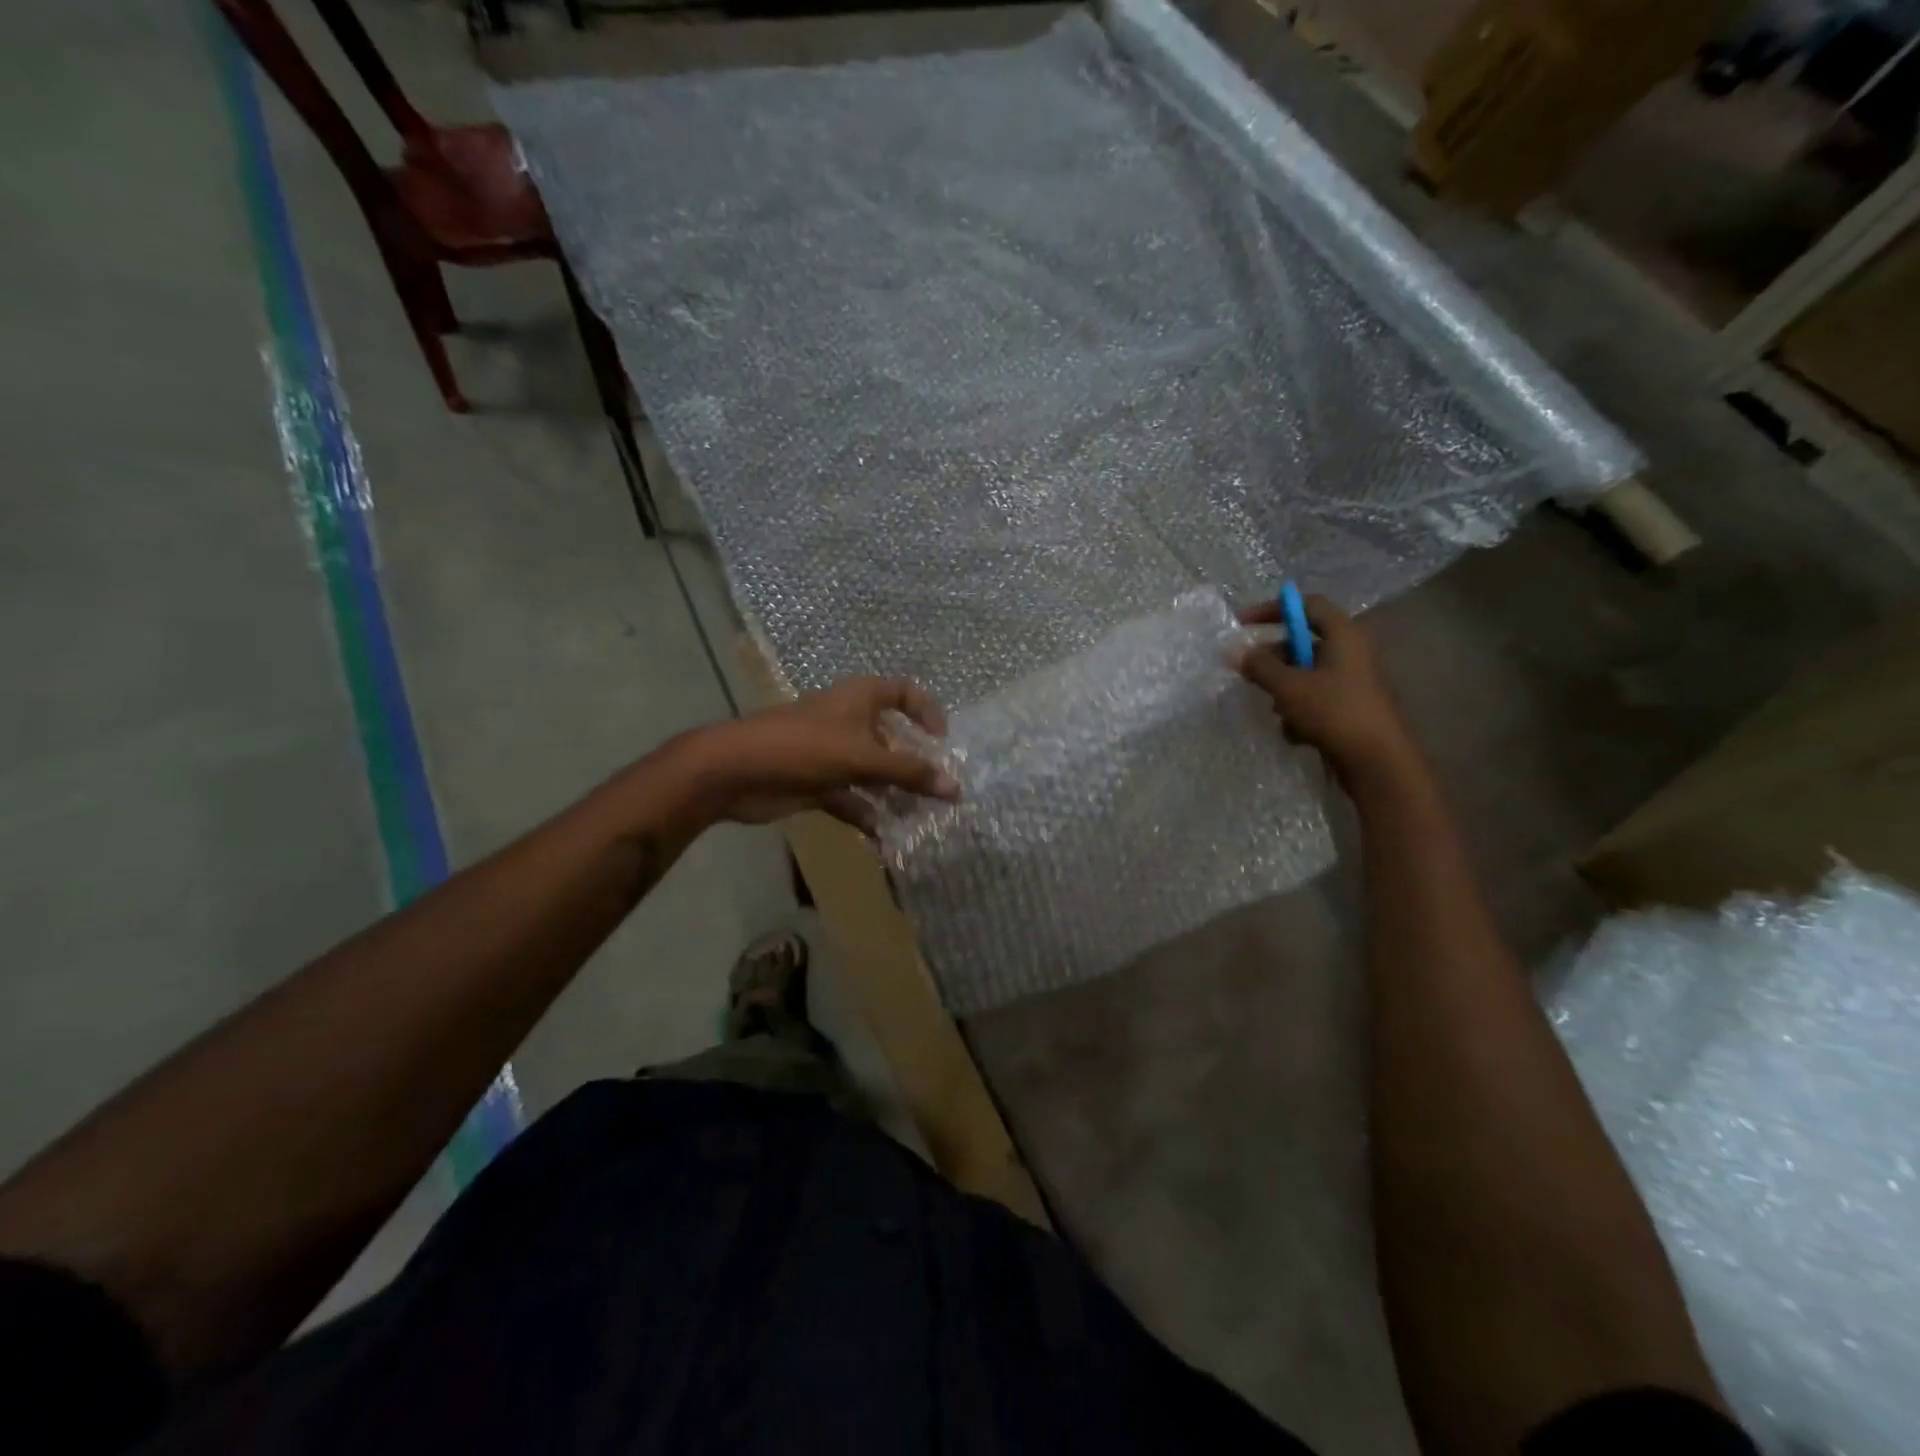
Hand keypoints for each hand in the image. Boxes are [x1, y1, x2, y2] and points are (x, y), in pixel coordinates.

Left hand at [693, 678, 958, 831]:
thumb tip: (956, 788)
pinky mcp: (815, 782)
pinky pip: (849, 796)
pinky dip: (865, 812)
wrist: (735, 771)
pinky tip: (883, 835)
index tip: (942, 742)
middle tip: (938, 790)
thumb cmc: (803, 748)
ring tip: (919, 817)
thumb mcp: (863, 757)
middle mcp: (847, 720)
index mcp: (859, 698)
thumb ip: (910, 773)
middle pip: (890, 737)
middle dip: (913, 763)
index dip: (926, 711)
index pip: (903, 692)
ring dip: (892, 793)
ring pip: (871, 771)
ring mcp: (830, 752)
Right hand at [1237, 595, 1418, 781]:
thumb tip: (1235, 651)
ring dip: (1284, 689)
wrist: (1378, 761)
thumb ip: (1260, 666)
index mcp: (1344, 636)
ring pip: (1306, 675)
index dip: (1274, 609)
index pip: (1308, 605)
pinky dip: (1300, 712)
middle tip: (1249, 672)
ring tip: (1275, 709)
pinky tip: (1294, 733)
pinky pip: (1316, 700)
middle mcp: (1351, 653)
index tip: (1243, 623)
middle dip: (1273, 658)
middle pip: (1304, 642)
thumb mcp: (1289, 686)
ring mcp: (1352, 683)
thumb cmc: (1334, 712)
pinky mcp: (1350, 709)